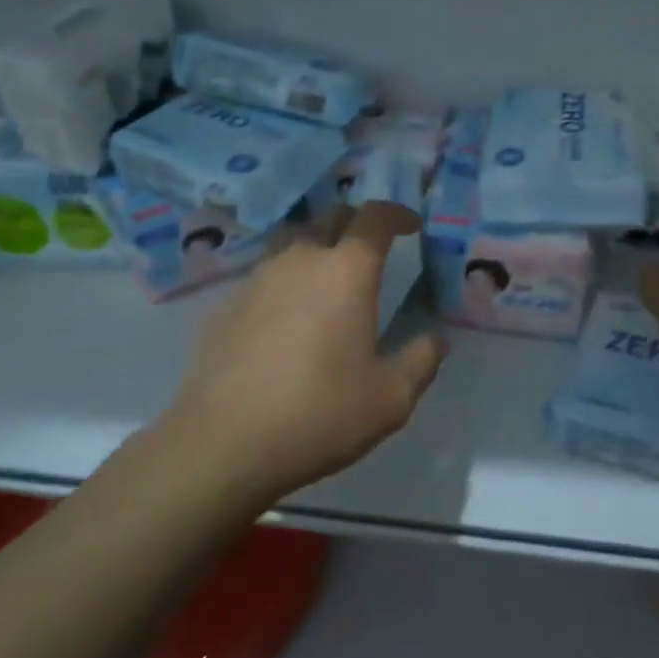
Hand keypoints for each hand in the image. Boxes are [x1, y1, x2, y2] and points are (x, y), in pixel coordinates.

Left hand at [169, 201, 447, 500]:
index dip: (397, 213)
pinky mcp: (226, 305)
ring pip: (292, 243)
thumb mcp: (390, 399)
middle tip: (372, 250)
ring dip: (317, 249)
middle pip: (330, 217)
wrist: (222, 443)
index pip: (375, 217)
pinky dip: (285, 282)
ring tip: (329, 281)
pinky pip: (265, 276)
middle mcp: (300, 260)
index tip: (411, 225)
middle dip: (356, 223)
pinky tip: (287, 320)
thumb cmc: (319, 414)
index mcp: (346, 271)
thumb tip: (436, 338)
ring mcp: (257, 279)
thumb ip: (420, 361)